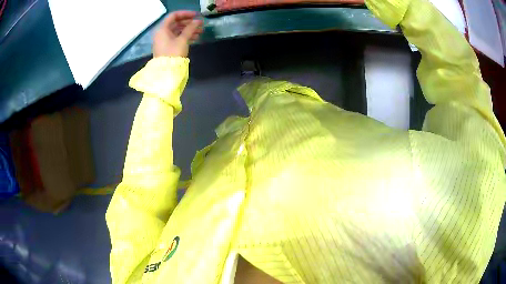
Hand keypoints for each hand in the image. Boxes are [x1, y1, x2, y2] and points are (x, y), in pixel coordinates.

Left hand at [153, 11, 202, 57]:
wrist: (166, 71)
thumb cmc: (173, 53)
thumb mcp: (183, 39)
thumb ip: (191, 28)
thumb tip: (197, 21)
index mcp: (163, 29)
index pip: (174, 16)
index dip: (186, 14)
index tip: (196, 15)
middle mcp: (162, 33)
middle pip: (176, 23)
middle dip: (189, 23)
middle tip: (200, 24)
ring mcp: (164, 40)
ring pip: (178, 31)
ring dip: (189, 30)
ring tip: (200, 32)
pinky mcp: (167, 46)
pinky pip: (177, 37)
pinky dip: (185, 36)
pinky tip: (195, 38)